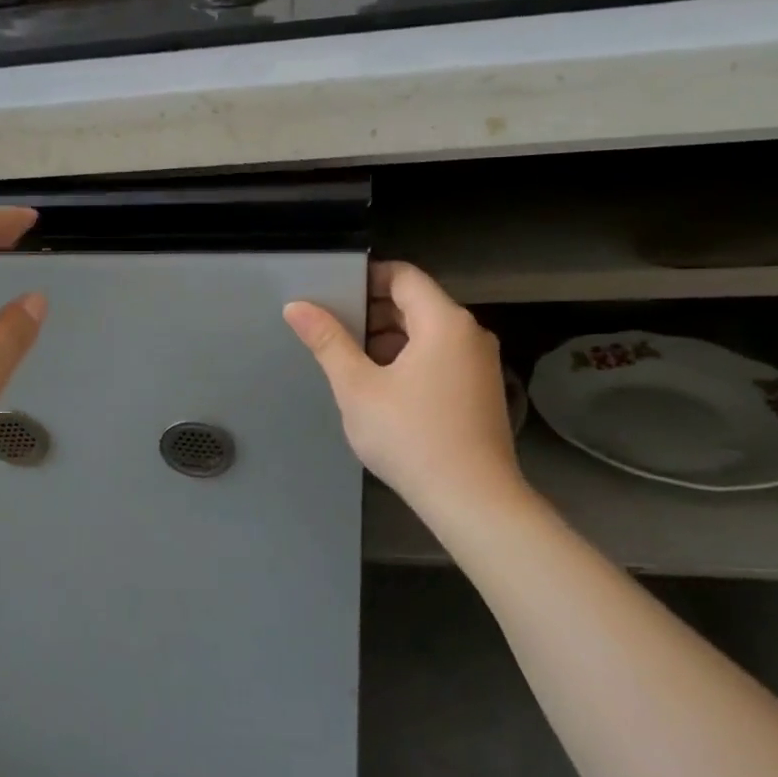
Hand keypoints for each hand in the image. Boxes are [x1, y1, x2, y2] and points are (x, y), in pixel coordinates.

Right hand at [283, 261, 529, 517]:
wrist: (472, 500)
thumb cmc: (410, 436)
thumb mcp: (357, 387)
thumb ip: (327, 341)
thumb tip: (296, 306)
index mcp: (444, 321)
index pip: (403, 276)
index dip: (365, 278)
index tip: (331, 295)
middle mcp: (469, 333)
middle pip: (416, 303)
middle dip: (372, 312)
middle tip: (332, 330)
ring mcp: (480, 363)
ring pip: (427, 333)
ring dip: (388, 338)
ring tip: (350, 362)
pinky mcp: (481, 390)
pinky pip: (440, 357)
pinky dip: (409, 359)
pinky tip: (382, 388)